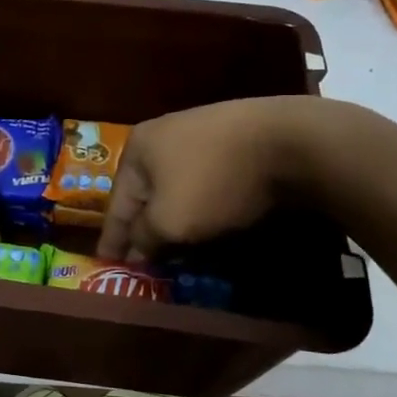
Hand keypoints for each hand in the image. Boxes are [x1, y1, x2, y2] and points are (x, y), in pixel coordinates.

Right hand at [97, 96, 336, 259]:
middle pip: (146, 192)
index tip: (106, 263)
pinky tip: (208, 220)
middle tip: (142, 260)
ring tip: (175, 246)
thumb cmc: (214, 181)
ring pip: (177, 186)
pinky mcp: (236, 139)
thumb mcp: (169, 221)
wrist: (290, 142)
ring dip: (174, 216)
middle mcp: (164, 133)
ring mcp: (202, 133)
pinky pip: (206, 180)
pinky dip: (201, 204)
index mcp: (138, 148)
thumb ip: (145, 237)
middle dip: (144, 226)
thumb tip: (137, 250)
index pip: (117, 203)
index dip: (112, 238)